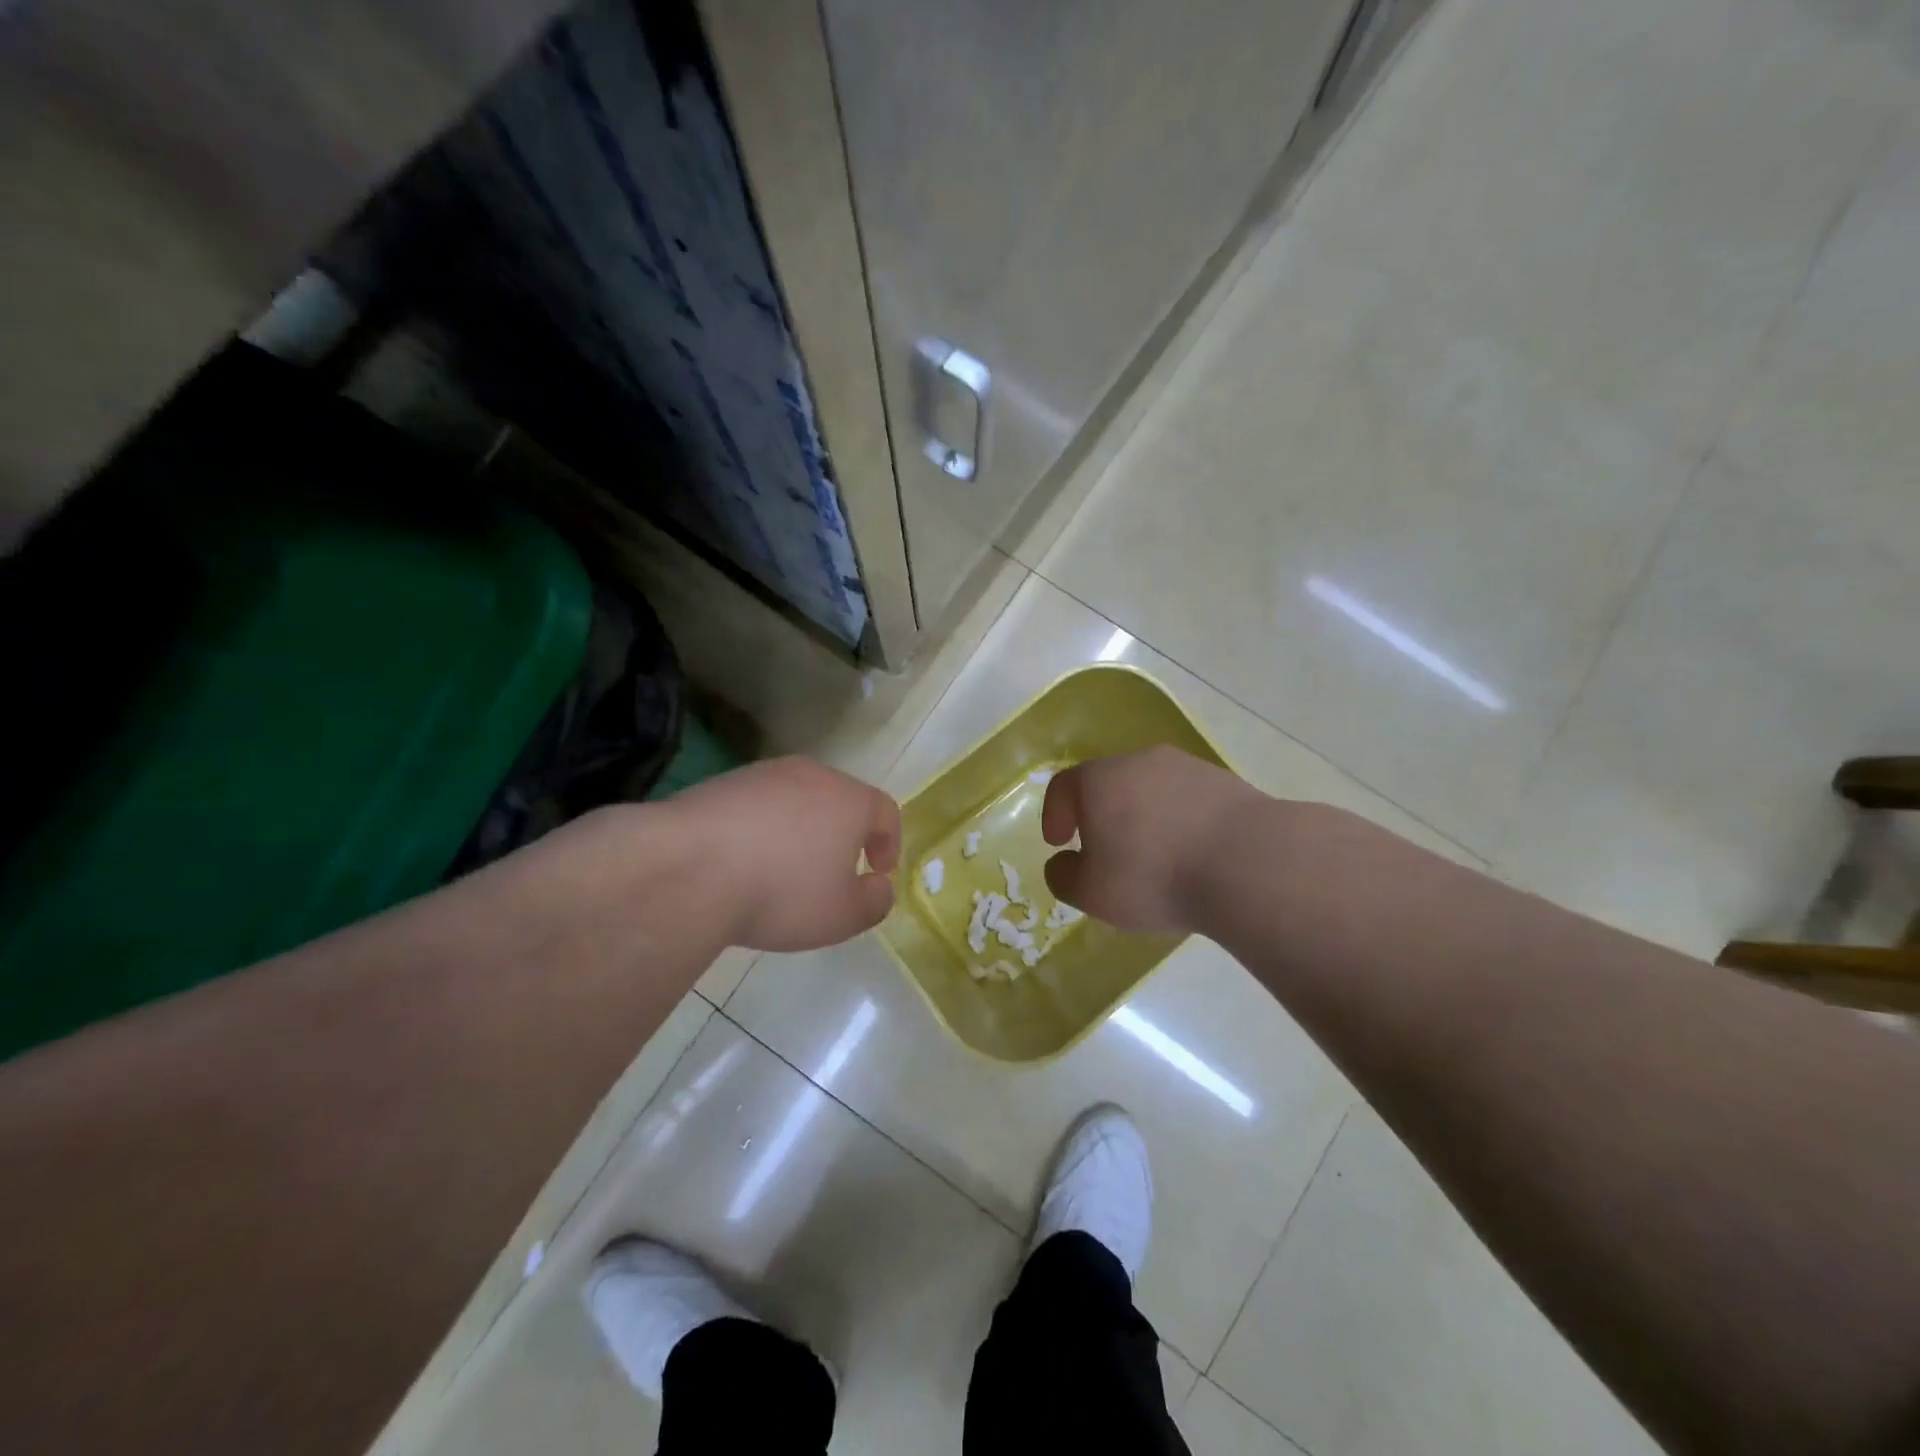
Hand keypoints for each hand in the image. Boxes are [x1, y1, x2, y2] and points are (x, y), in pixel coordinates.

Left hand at [668, 756, 900, 951]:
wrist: (689, 867)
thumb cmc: (782, 892)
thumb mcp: (842, 916)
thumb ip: (874, 902)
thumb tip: (879, 886)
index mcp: (851, 800)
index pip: (885, 811)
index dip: (889, 842)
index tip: (878, 871)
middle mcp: (812, 775)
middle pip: (840, 799)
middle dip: (843, 834)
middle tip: (833, 870)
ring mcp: (764, 775)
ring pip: (796, 800)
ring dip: (799, 830)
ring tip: (782, 869)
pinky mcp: (722, 783)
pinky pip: (756, 806)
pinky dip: (760, 829)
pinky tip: (742, 862)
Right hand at [1041, 745, 1257, 933]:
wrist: (1249, 862)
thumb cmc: (1153, 875)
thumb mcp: (1092, 892)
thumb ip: (1065, 877)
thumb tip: (1062, 864)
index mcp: (1099, 780)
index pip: (1064, 786)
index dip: (1054, 813)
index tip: (1058, 843)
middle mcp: (1140, 762)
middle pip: (1109, 783)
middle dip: (1101, 815)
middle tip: (1105, 851)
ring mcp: (1188, 767)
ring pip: (1153, 790)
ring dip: (1145, 818)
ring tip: (1154, 857)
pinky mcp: (1228, 783)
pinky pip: (1189, 801)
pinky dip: (1181, 822)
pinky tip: (1192, 855)